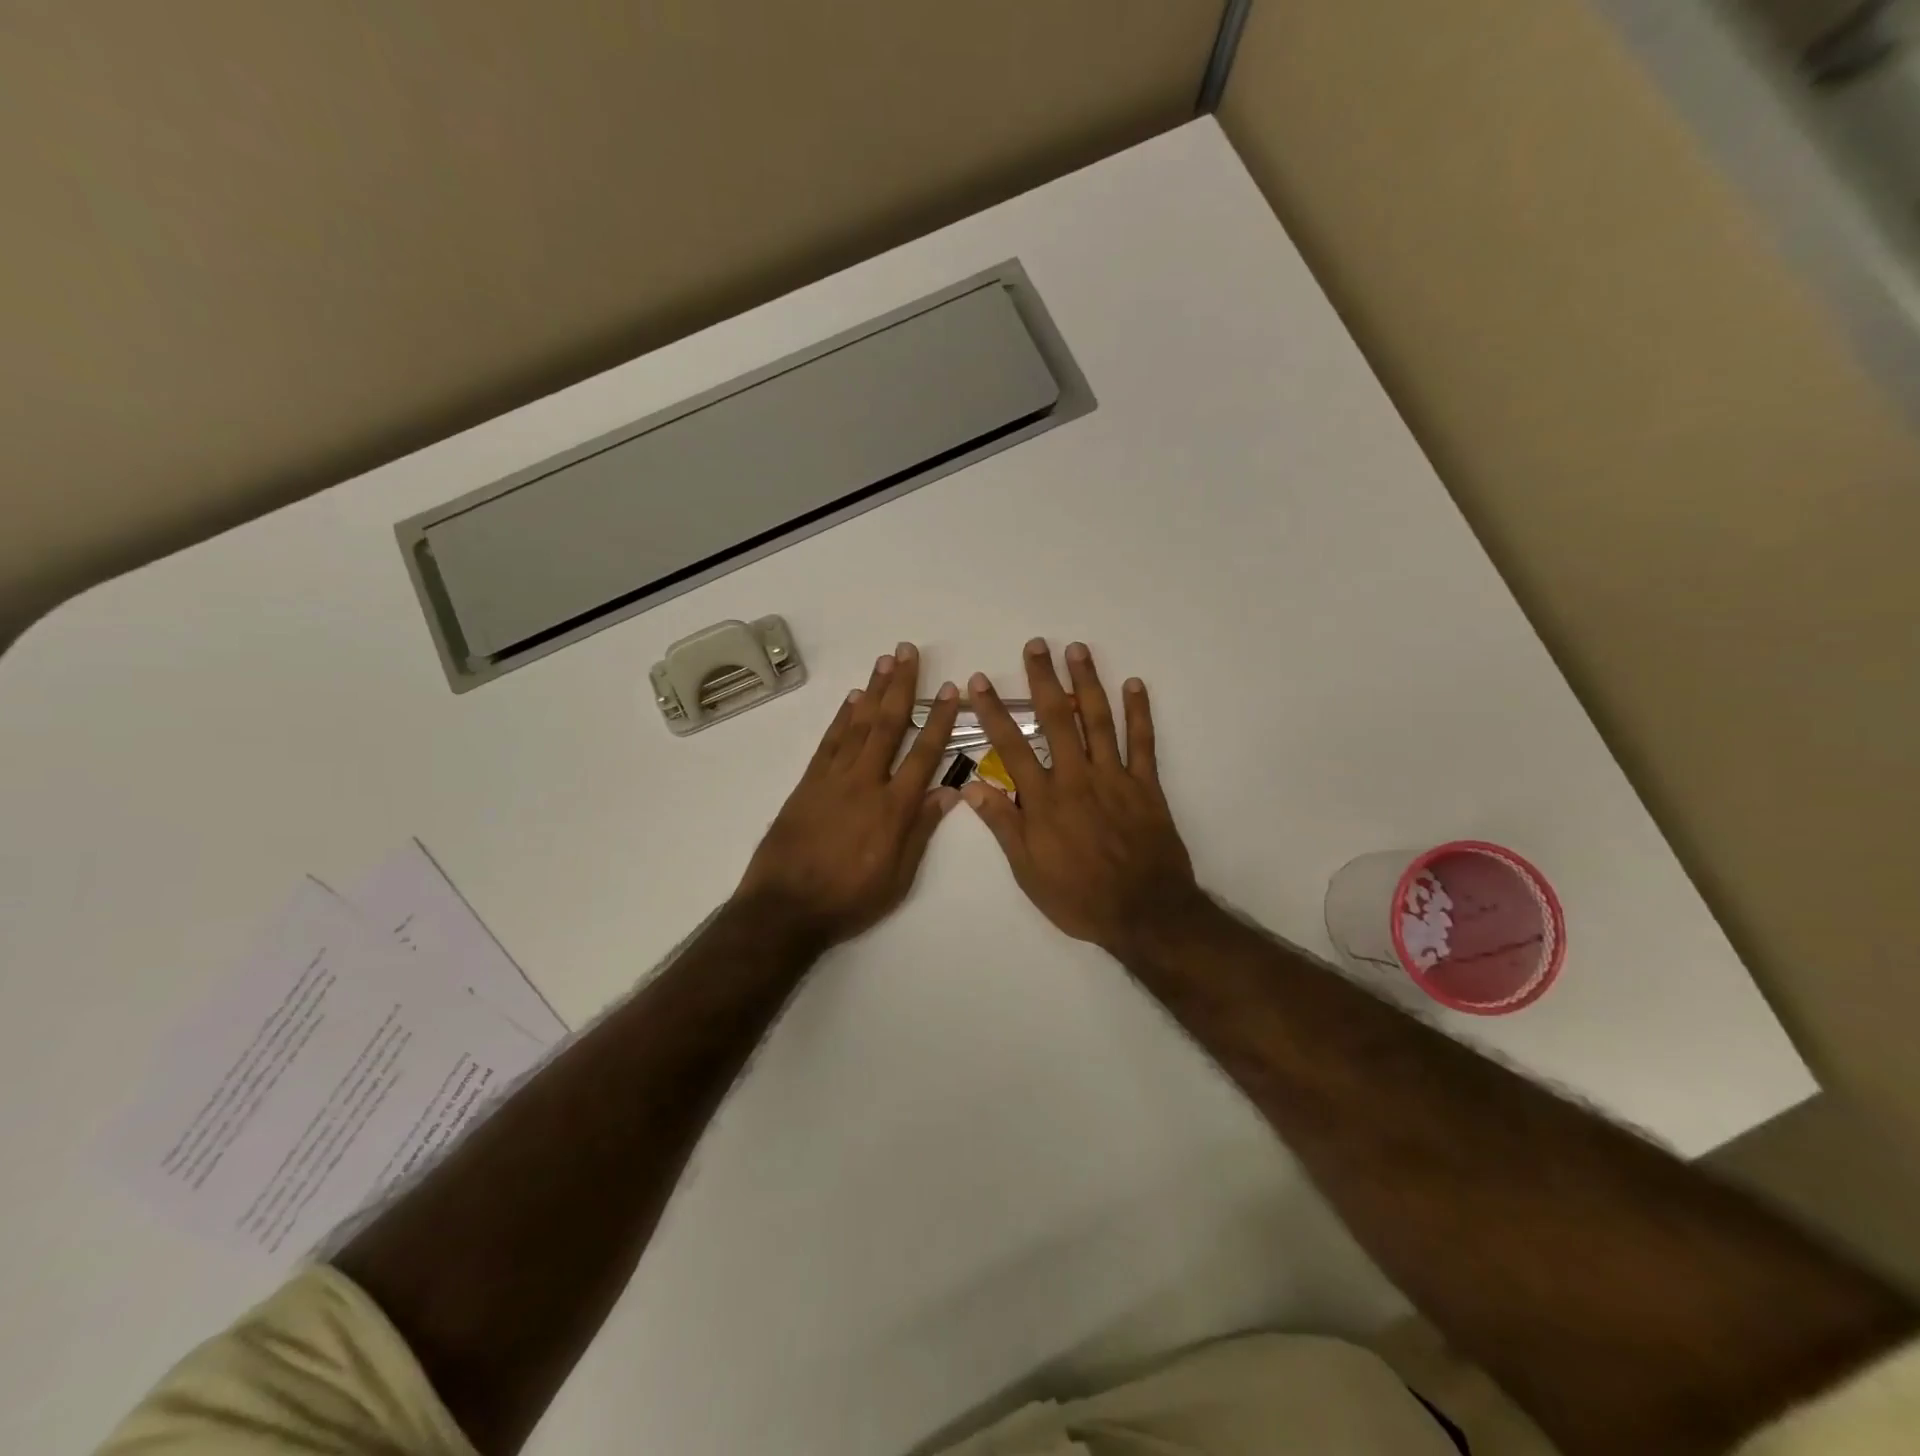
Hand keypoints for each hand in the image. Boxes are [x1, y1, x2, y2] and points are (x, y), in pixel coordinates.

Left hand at [736, 642, 962, 949]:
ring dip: (873, 691)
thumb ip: (921, 831)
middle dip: (901, 686)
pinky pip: (829, 742)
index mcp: (893, 808)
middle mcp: (865, 783)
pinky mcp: (808, 783)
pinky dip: (841, 718)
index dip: (939, 720)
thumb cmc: (849, 899)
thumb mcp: (898, 877)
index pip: (924, 754)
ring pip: (857, 725)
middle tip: (908, 651)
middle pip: (887, 725)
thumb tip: (949, 792)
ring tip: (885, 661)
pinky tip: (852, 699)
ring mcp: (833, 779)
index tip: (950, 690)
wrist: (785, 908)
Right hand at [963, 639, 1206, 955]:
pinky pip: (1143, 743)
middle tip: (1036, 645)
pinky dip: (1140, 712)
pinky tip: (1135, 685)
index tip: (979, 682)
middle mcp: (1077, 778)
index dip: (993, 711)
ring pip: (1098, 720)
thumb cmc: (1078, 896)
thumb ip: (1003, 824)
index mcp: (1044, 799)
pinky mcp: (1146, 785)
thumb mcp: (1028, 870)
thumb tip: (971, 785)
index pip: (1011, 746)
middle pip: (1056, 720)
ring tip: (1078, 650)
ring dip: (1087, 682)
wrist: (1144, 913)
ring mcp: (1114, 777)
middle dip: (1043, 680)